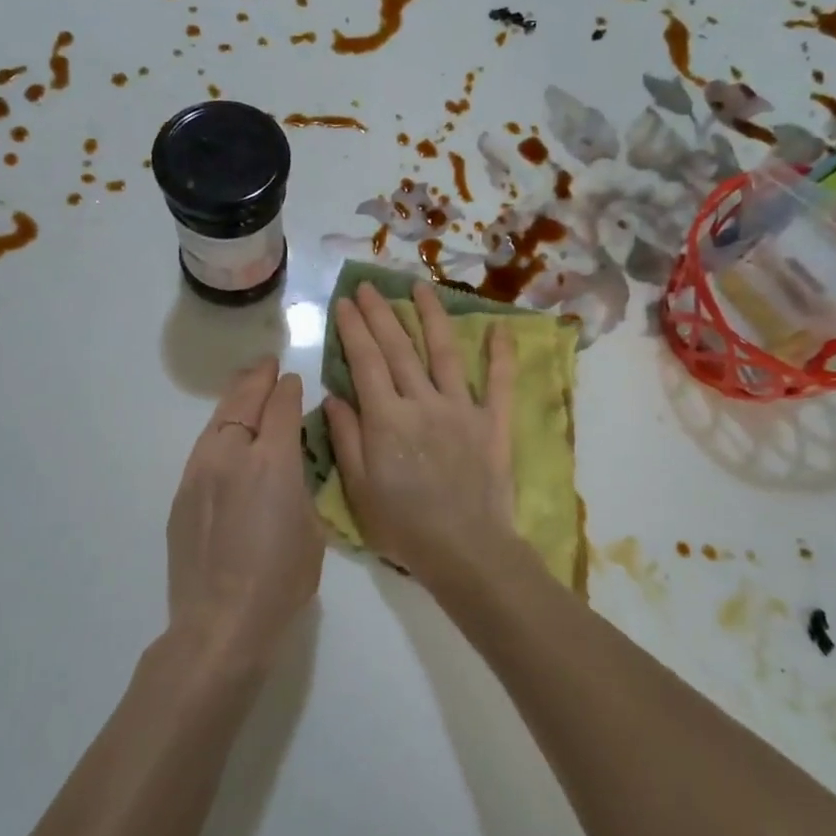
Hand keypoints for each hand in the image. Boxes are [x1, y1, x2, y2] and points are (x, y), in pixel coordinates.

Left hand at [166, 358, 322, 672]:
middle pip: (243, 403)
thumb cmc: (281, 580)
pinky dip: (219, 431)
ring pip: (217, 421)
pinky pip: (203, 449)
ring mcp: (200, 473)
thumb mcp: (311, 529)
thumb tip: (290, 462)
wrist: (220, 623)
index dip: (288, 389)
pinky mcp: (182, 494)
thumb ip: (301, 485)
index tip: (293, 380)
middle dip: (257, 380)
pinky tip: (226, 436)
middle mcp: (231, 456)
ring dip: (233, 400)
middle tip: (266, 365)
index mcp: (272, 462)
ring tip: (245, 387)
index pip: (281, 407)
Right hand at [323, 282, 518, 585]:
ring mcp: (462, 408)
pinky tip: (500, 327)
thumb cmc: (403, 526)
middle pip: (399, 348)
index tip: (345, 303)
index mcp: (386, 418)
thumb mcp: (358, 488)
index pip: (365, 361)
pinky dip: (501, 354)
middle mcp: (423, 402)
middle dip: (381, 313)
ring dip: (432, 316)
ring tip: (420, 287)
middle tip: (369, 285)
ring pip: (445, 352)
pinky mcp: (493, 422)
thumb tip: (334, 396)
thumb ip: (347, 437)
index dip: (354, 329)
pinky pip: (501, 382)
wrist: (464, 550)